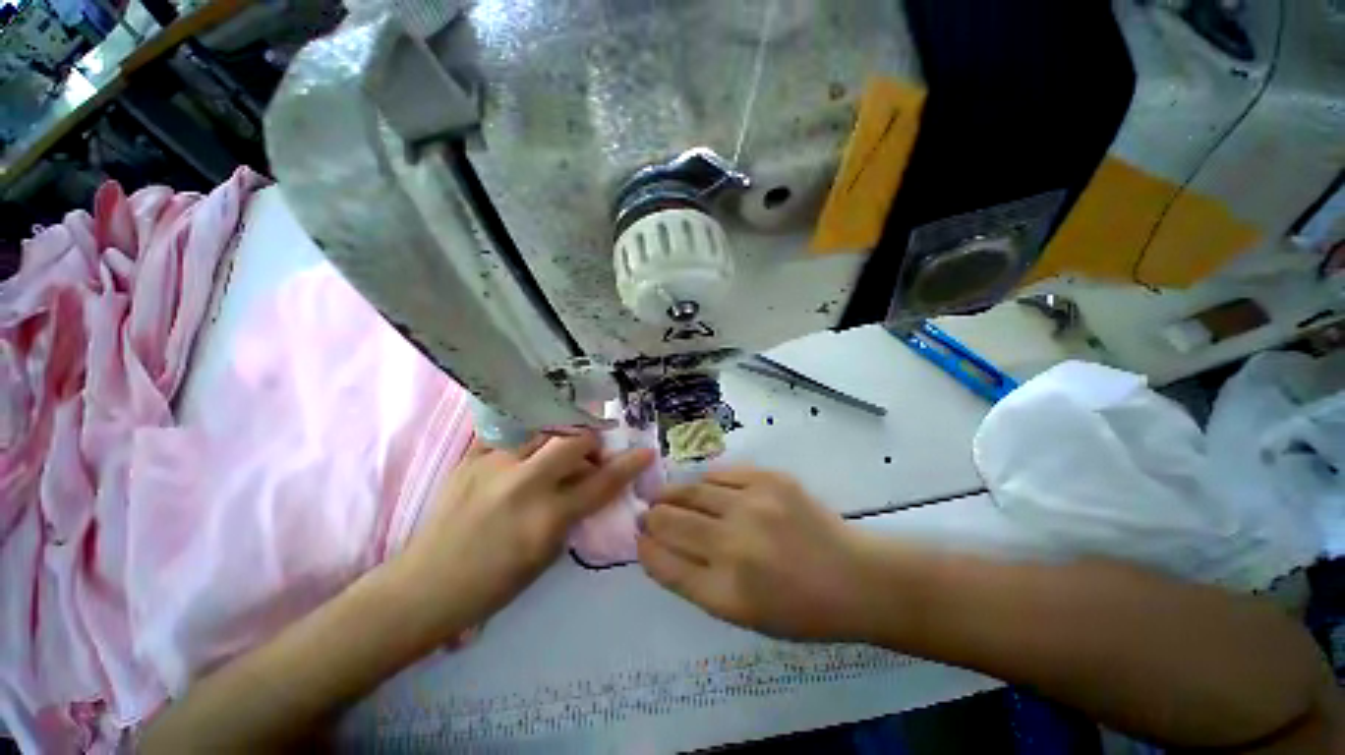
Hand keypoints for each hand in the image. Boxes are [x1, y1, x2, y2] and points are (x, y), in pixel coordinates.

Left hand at [393, 432, 653, 639]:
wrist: (425, 587)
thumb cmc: (493, 584)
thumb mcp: (546, 555)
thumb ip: (572, 513)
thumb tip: (588, 482)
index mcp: (546, 519)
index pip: (602, 483)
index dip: (628, 465)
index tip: (644, 452)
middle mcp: (524, 485)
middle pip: (575, 442)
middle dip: (590, 443)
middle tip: (589, 453)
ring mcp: (494, 466)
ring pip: (544, 432)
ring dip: (560, 439)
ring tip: (556, 450)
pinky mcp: (471, 458)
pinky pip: (509, 436)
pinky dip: (525, 442)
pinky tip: (523, 453)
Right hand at [638, 467, 876, 640]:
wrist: (854, 578)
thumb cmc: (798, 609)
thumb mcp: (741, 614)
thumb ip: (695, 580)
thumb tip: (659, 546)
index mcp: (726, 593)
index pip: (664, 563)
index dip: (645, 548)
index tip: (639, 538)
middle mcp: (735, 546)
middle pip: (670, 522)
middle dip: (651, 517)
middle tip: (647, 514)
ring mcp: (753, 506)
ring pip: (691, 492)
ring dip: (671, 495)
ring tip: (666, 496)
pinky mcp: (770, 480)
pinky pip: (720, 475)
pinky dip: (705, 483)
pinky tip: (703, 489)